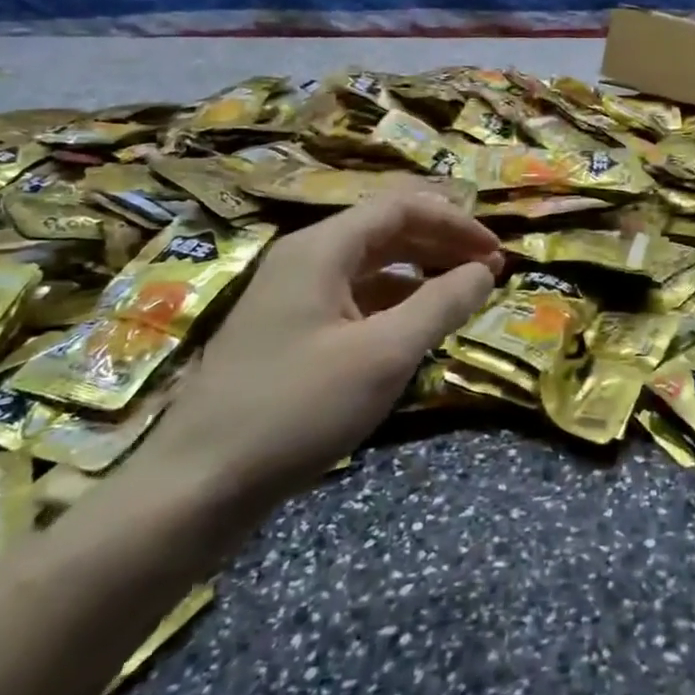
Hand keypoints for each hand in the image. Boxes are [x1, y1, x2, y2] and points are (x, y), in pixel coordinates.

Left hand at [139, 192, 501, 509]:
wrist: (197, 487)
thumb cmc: (297, 409)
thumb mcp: (385, 354)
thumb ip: (442, 304)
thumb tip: (486, 270)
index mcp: (322, 249)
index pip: (402, 207)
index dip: (456, 223)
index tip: (497, 254)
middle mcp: (305, 260)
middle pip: (386, 230)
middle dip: (442, 244)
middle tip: (487, 272)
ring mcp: (292, 296)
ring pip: (371, 265)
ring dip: (422, 273)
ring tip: (460, 297)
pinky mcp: (289, 332)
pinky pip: (355, 298)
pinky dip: (395, 303)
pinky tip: (415, 329)